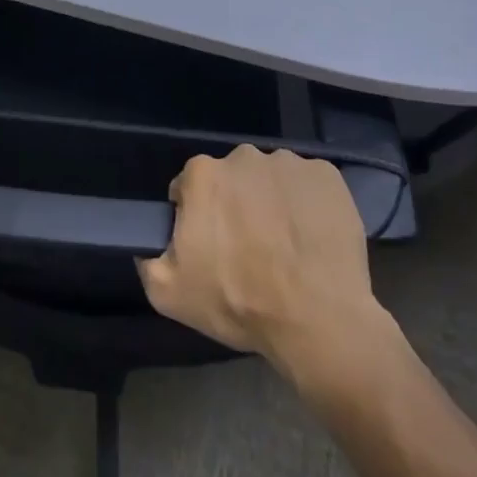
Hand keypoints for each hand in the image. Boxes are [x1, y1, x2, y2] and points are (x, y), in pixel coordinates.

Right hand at [137, 145, 380, 364]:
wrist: (318, 320)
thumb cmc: (240, 302)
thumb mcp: (170, 294)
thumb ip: (149, 260)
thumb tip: (150, 246)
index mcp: (203, 174)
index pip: (189, 187)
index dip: (197, 216)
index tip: (211, 245)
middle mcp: (243, 156)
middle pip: (232, 179)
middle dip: (235, 205)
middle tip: (249, 248)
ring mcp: (289, 163)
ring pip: (271, 179)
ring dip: (272, 202)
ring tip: (286, 246)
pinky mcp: (327, 176)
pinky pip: (308, 185)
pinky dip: (308, 204)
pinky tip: (311, 239)